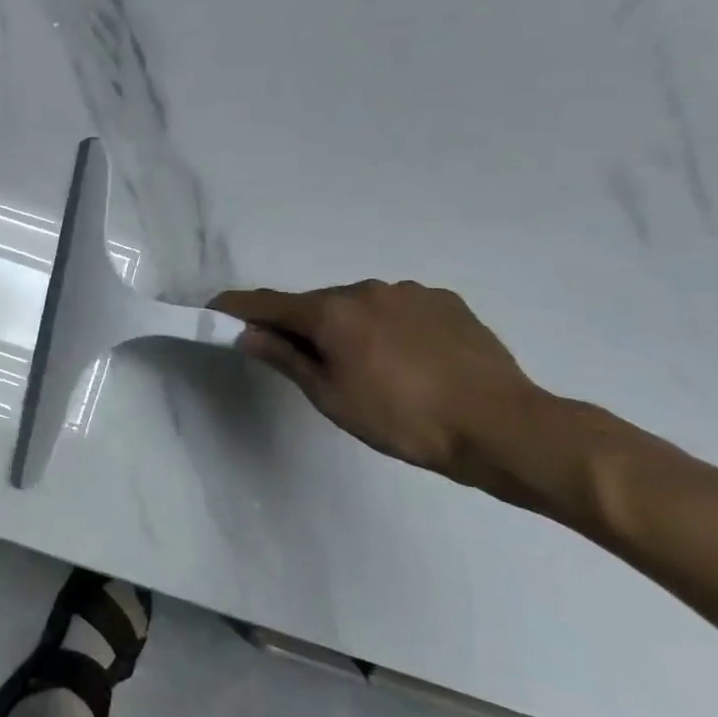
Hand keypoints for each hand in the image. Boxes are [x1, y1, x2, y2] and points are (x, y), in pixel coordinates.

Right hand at [212, 281, 545, 485]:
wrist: (503, 427)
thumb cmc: (402, 419)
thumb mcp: (331, 397)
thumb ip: (285, 358)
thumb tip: (246, 333)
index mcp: (331, 312)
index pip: (267, 303)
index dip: (236, 307)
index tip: (213, 310)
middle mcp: (365, 290)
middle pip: (315, 304)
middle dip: (301, 326)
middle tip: (305, 363)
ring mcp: (409, 292)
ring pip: (357, 305)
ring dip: (347, 326)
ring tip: (367, 367)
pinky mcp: (445, 302)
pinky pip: (397, 308)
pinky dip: (385, 326)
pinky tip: (406, 359)